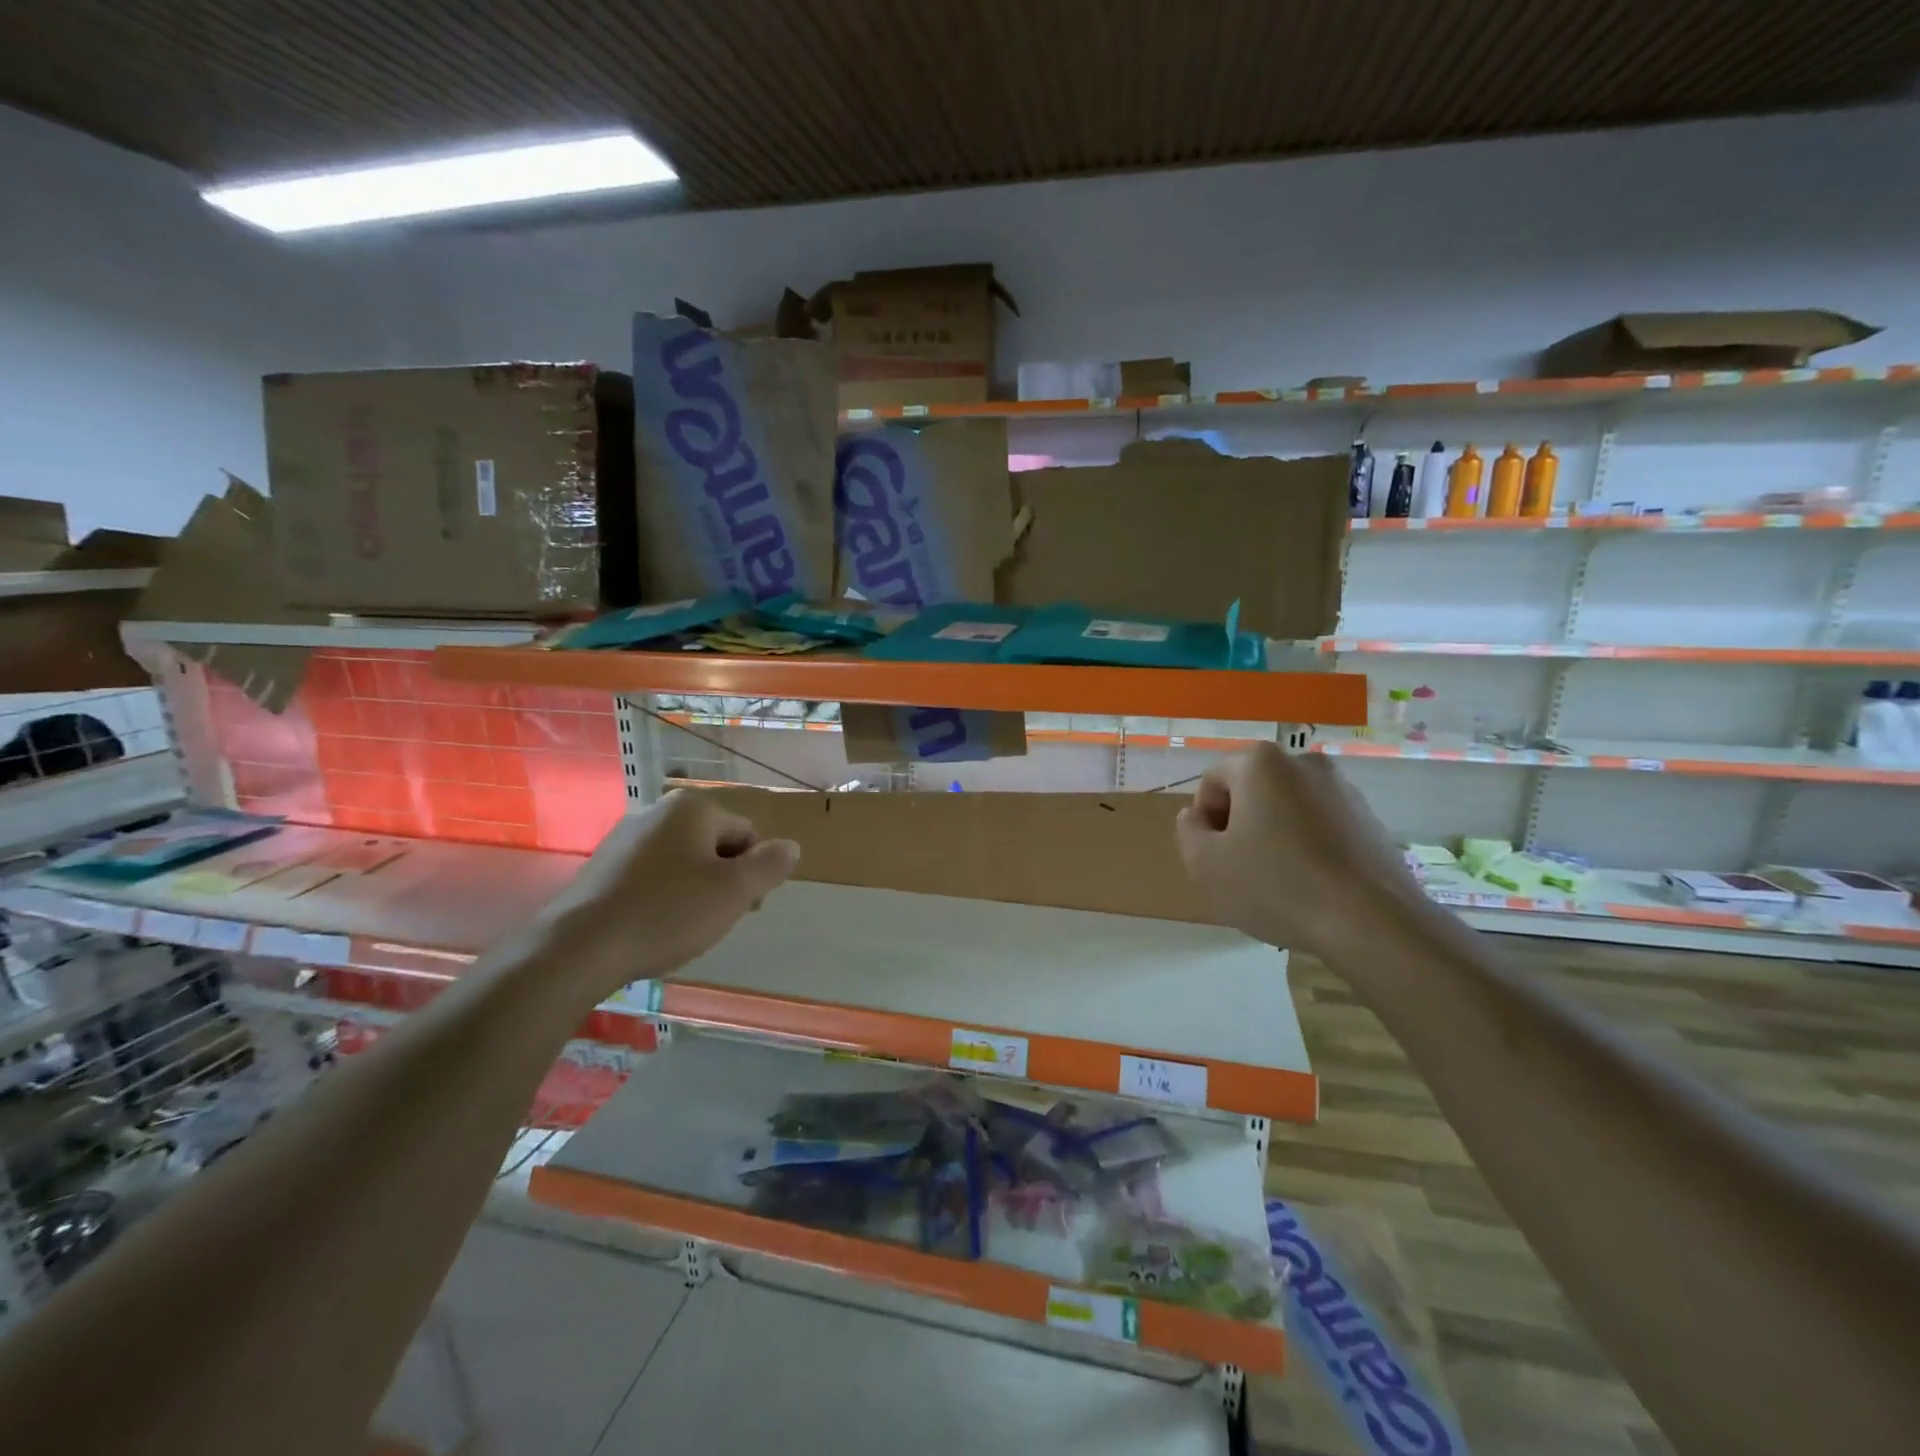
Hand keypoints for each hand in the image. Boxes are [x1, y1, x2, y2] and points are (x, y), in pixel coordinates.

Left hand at [536, 789, 799, 996]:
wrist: (578, 948)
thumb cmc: (667, 913)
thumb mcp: (734, 891)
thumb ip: (770, 865)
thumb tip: (792, 846)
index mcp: (692, 808)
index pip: (746, 834)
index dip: (754, 873)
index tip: (746, 909)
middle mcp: (657, 810)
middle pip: (713, 844)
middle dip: (724, 880)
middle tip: (717, 920)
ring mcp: (624, 837)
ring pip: (682, 861)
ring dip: (694, 890)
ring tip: (684, 927)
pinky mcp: (601, 865)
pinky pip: (650, 875)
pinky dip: (662, 896)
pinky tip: (654, 926)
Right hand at [1176, 743, 1427, 965]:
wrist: (1372, 923)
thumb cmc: (1275, 885)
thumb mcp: (1205, 864)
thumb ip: (1187, 830)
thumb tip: (1197, 817)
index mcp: (1260, 763)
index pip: (1212, 781)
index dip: (1204, 820)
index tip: (1215, 857)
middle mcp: (1303, 763)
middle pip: (1252, 790)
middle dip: (1240, 824)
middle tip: (1240, 869)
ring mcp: (1343, 789)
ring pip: (1287, 808)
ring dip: (1274, 835)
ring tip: (1278, 882)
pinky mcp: (1371, 819)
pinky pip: (1320, 825)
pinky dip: (1307, 846)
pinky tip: (1310, 885)